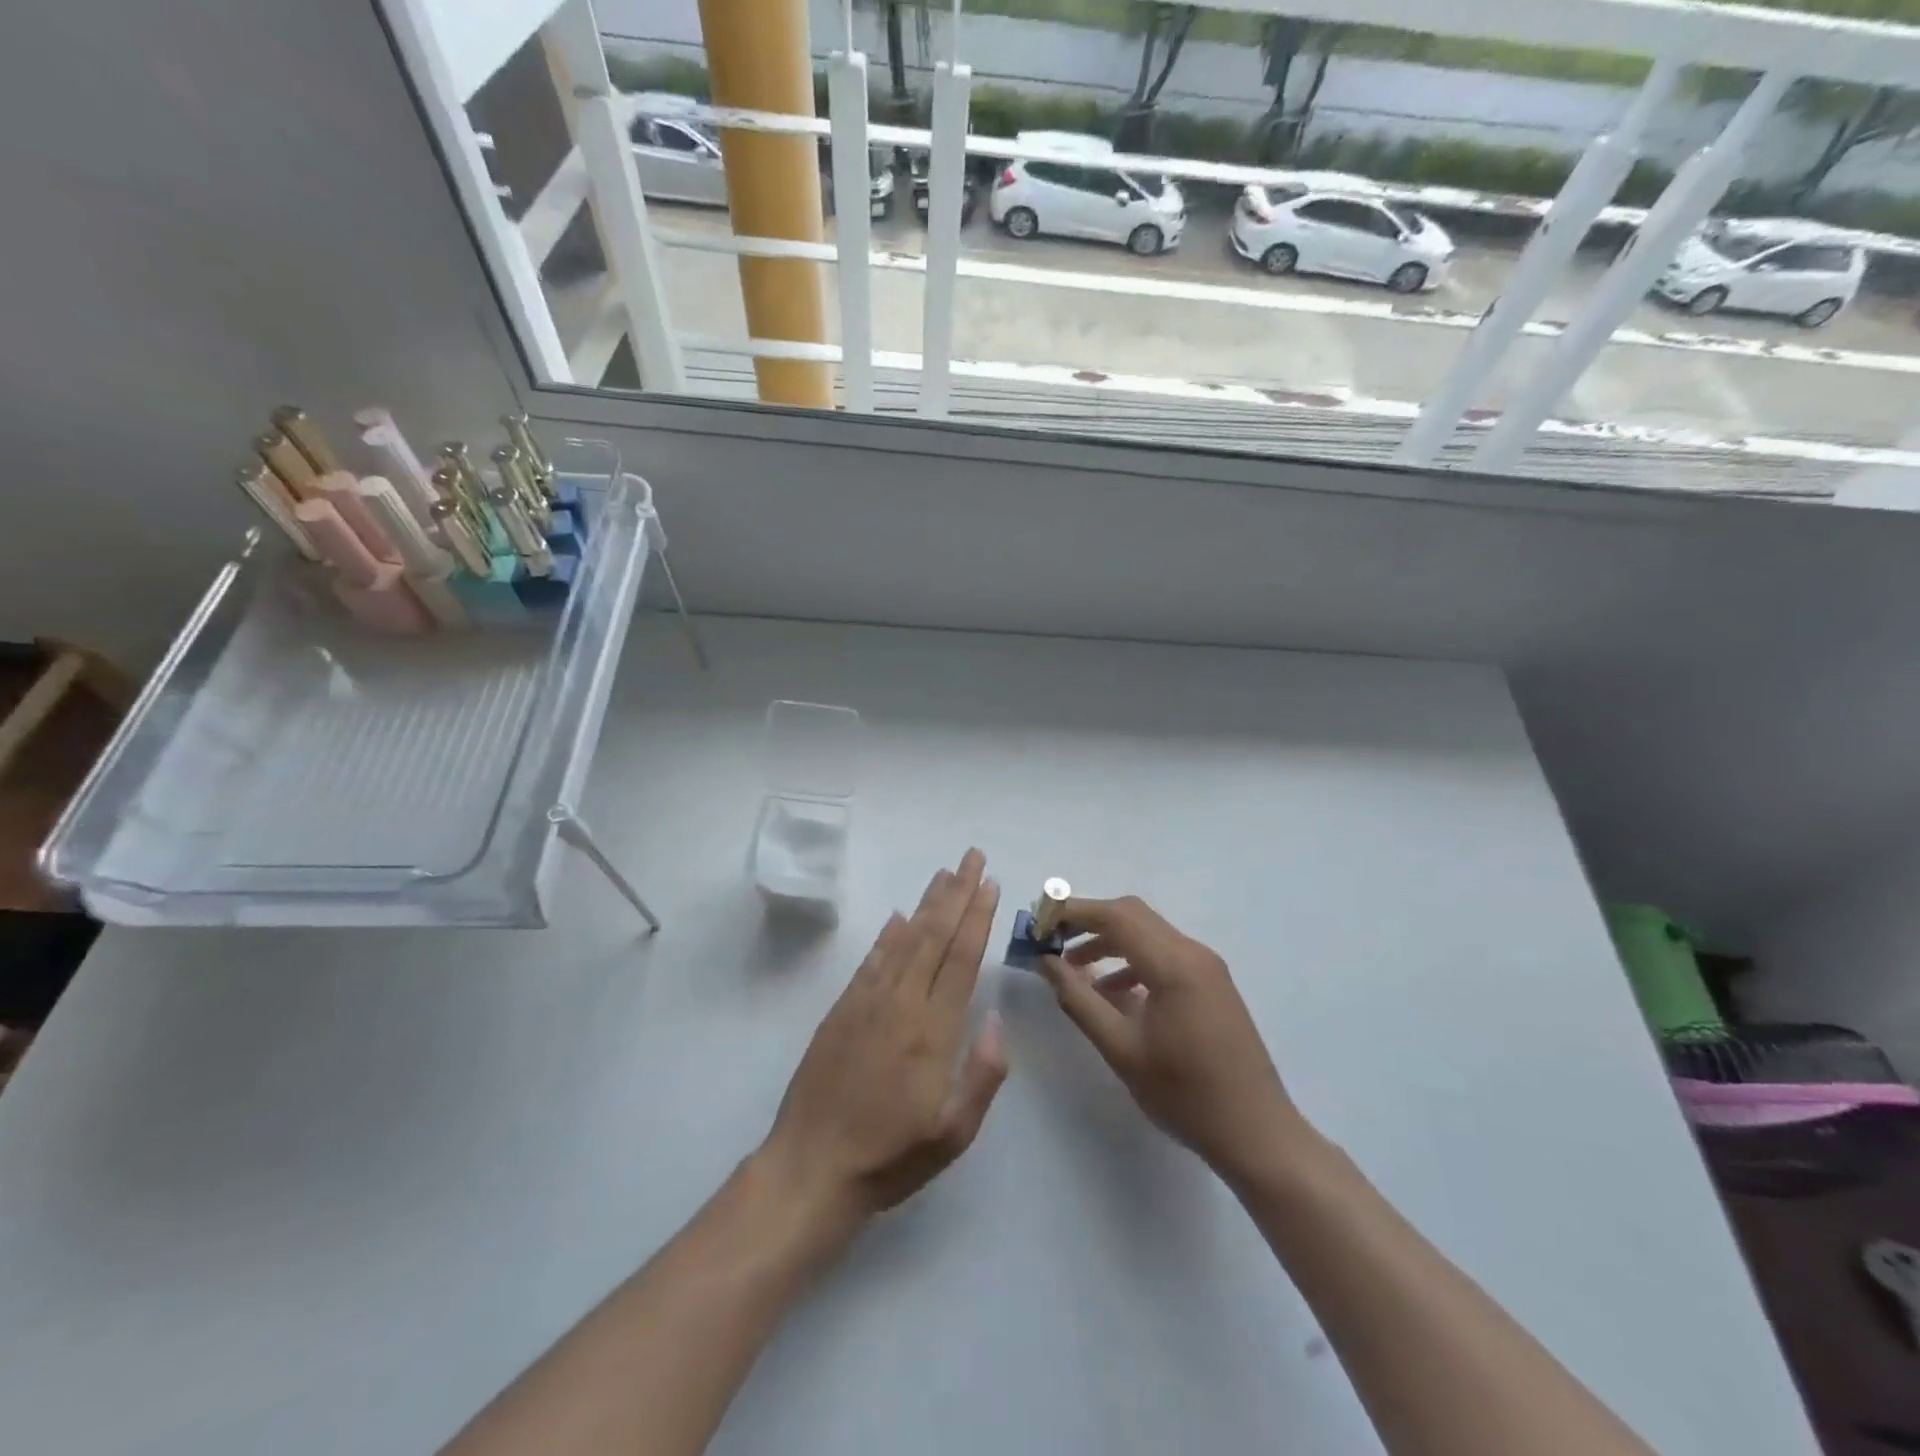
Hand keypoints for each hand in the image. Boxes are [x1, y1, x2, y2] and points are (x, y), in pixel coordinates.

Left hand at [759, 849, 1008, 1230]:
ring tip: (944, 873)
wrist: (812, 1168)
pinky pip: (871, 961)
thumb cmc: (891, 1156)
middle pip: (934, 935)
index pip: (961, 958)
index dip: (977, 917)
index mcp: (933, 1030)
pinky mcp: (841, 1009)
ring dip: (926, 903)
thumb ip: (984, 1073)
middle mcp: (901, 1003)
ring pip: (904, 939)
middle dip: (957, 892)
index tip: (990, 884)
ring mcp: (867, 1002)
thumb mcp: (954, 1132)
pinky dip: (887, 934)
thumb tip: (996, 1018)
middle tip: (973, 857)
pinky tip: (898, 917)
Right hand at [1039, 895, 1307, 1186]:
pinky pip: (1164, 955)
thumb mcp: (1121, 1048)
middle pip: (1133, 916)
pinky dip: (1132, 961)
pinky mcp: (1211, 984)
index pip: (1116, 916)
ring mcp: (1207, 967)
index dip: (1074, 912)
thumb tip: (1046, 962)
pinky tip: (1113, 994)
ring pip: (1149, 934)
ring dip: (1110, 941)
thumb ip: (1079, 999)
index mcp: (1174, 964)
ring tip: (1074, 968)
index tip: (1040, 922)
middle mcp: (1193, 953)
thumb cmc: (1185, 1094)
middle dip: (1089, 921)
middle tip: (1052, 940)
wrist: (1257, 1133)